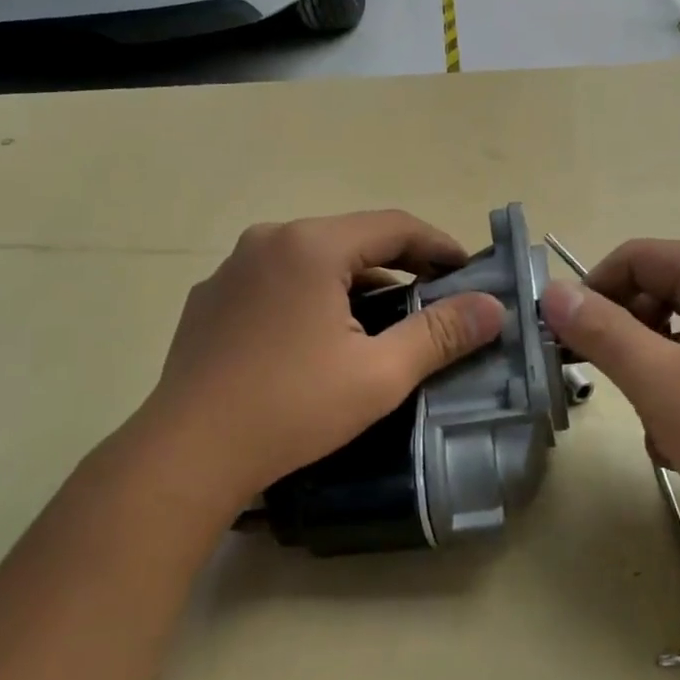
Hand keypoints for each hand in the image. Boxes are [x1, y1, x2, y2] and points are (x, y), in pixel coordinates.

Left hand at [108, 211, 505, 524]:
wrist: (187, 454)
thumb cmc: (291, 408)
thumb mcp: (380, 374)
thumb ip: (441, 334)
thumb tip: (493, 307)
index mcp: (310, 245)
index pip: (393, 225)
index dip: (438, 244)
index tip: (467, 271)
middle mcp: (267, 240)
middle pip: (351, 239)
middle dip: (398, 264)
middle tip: (432, 296)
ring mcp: (231, 268)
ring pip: (311, 260)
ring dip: (353, 282)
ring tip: (381, 319)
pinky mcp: (209, 299)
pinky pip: (276, 281)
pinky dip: (310, 295)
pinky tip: (317, 337)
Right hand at [540, 239, 679, 546]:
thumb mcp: (660, 382)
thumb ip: (602, 332)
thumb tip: (553, 292)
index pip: (636, 257)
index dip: (594, 292)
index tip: (568, 340)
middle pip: (658, 290)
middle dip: (627, 337)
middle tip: (611, 383)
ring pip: (678, 330)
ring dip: (653, 371)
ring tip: (656, 422)